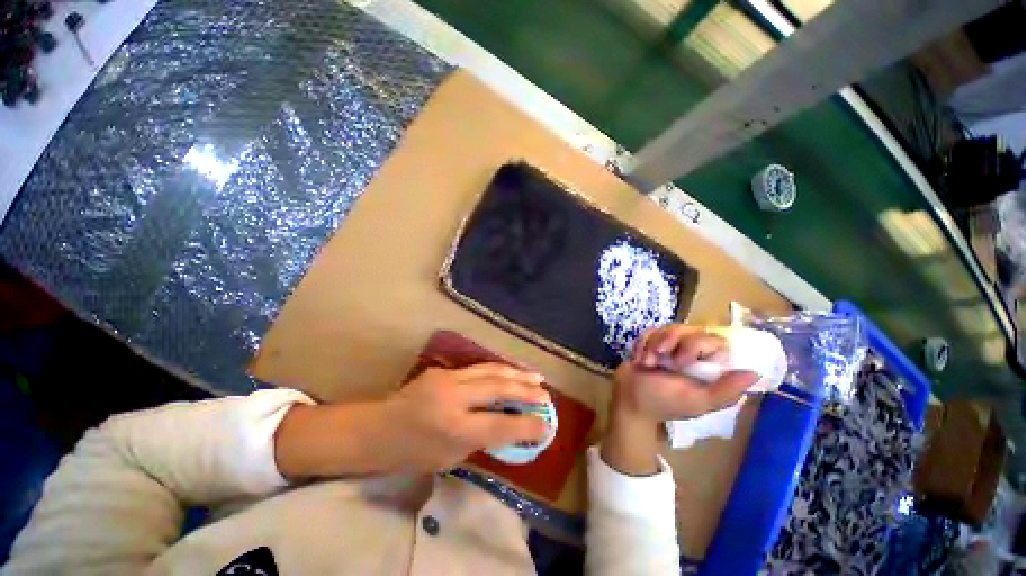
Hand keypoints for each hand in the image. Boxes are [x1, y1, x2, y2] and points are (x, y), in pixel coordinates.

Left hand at [275, 363, 550, 478]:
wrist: (376, 429)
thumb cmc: (412, 453)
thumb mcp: (450, 457)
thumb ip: (482, 439)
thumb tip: (510, 424)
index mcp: (452, 429)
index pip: (499, 426)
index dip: (525, 426)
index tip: (546, 425)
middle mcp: (452, 398)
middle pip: (498, 389)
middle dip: (526, 391)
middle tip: (546, 394)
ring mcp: (447, 379)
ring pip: (490, 371)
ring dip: (516, 373)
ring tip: (536, 377)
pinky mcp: (444, 370)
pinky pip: (478, 368)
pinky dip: (499, 370)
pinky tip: (510, 372)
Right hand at [615, 325, 760, 422]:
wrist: (628, 399)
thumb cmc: (662, 402)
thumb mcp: (696, 401)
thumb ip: (725, 391)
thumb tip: (755, 374)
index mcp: (709, 368)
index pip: (714, 341)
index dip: (696, 345)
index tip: (681, 362)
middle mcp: (694, 355)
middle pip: (689, 330)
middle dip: (670, 342)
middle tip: (660, 359)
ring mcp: (672, 348)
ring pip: (669, 328)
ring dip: (654, 344)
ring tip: (646, 362)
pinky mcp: (653, 343)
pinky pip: (651, 331)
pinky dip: (643, 344)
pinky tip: (639, 359)